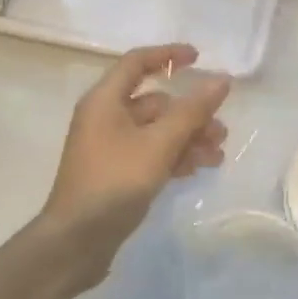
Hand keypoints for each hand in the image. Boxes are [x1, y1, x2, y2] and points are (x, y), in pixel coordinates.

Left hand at [42, 43, 231, 285]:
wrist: (75, 243)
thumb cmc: (114, 182)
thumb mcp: (159, 144)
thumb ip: (192, 111)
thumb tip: (221, 80)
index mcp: (105, 100)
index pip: (137, 62)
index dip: (168, 55)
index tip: (199, 58)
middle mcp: (105, 117)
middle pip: (155, 102)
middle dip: (190, 112)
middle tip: (221, 128)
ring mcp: (110, 147)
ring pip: (157, 130)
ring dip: (188, 137)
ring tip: (217, 154)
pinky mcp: (116, 173)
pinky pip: (151, 153)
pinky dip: (175, 156)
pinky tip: (199, 168)